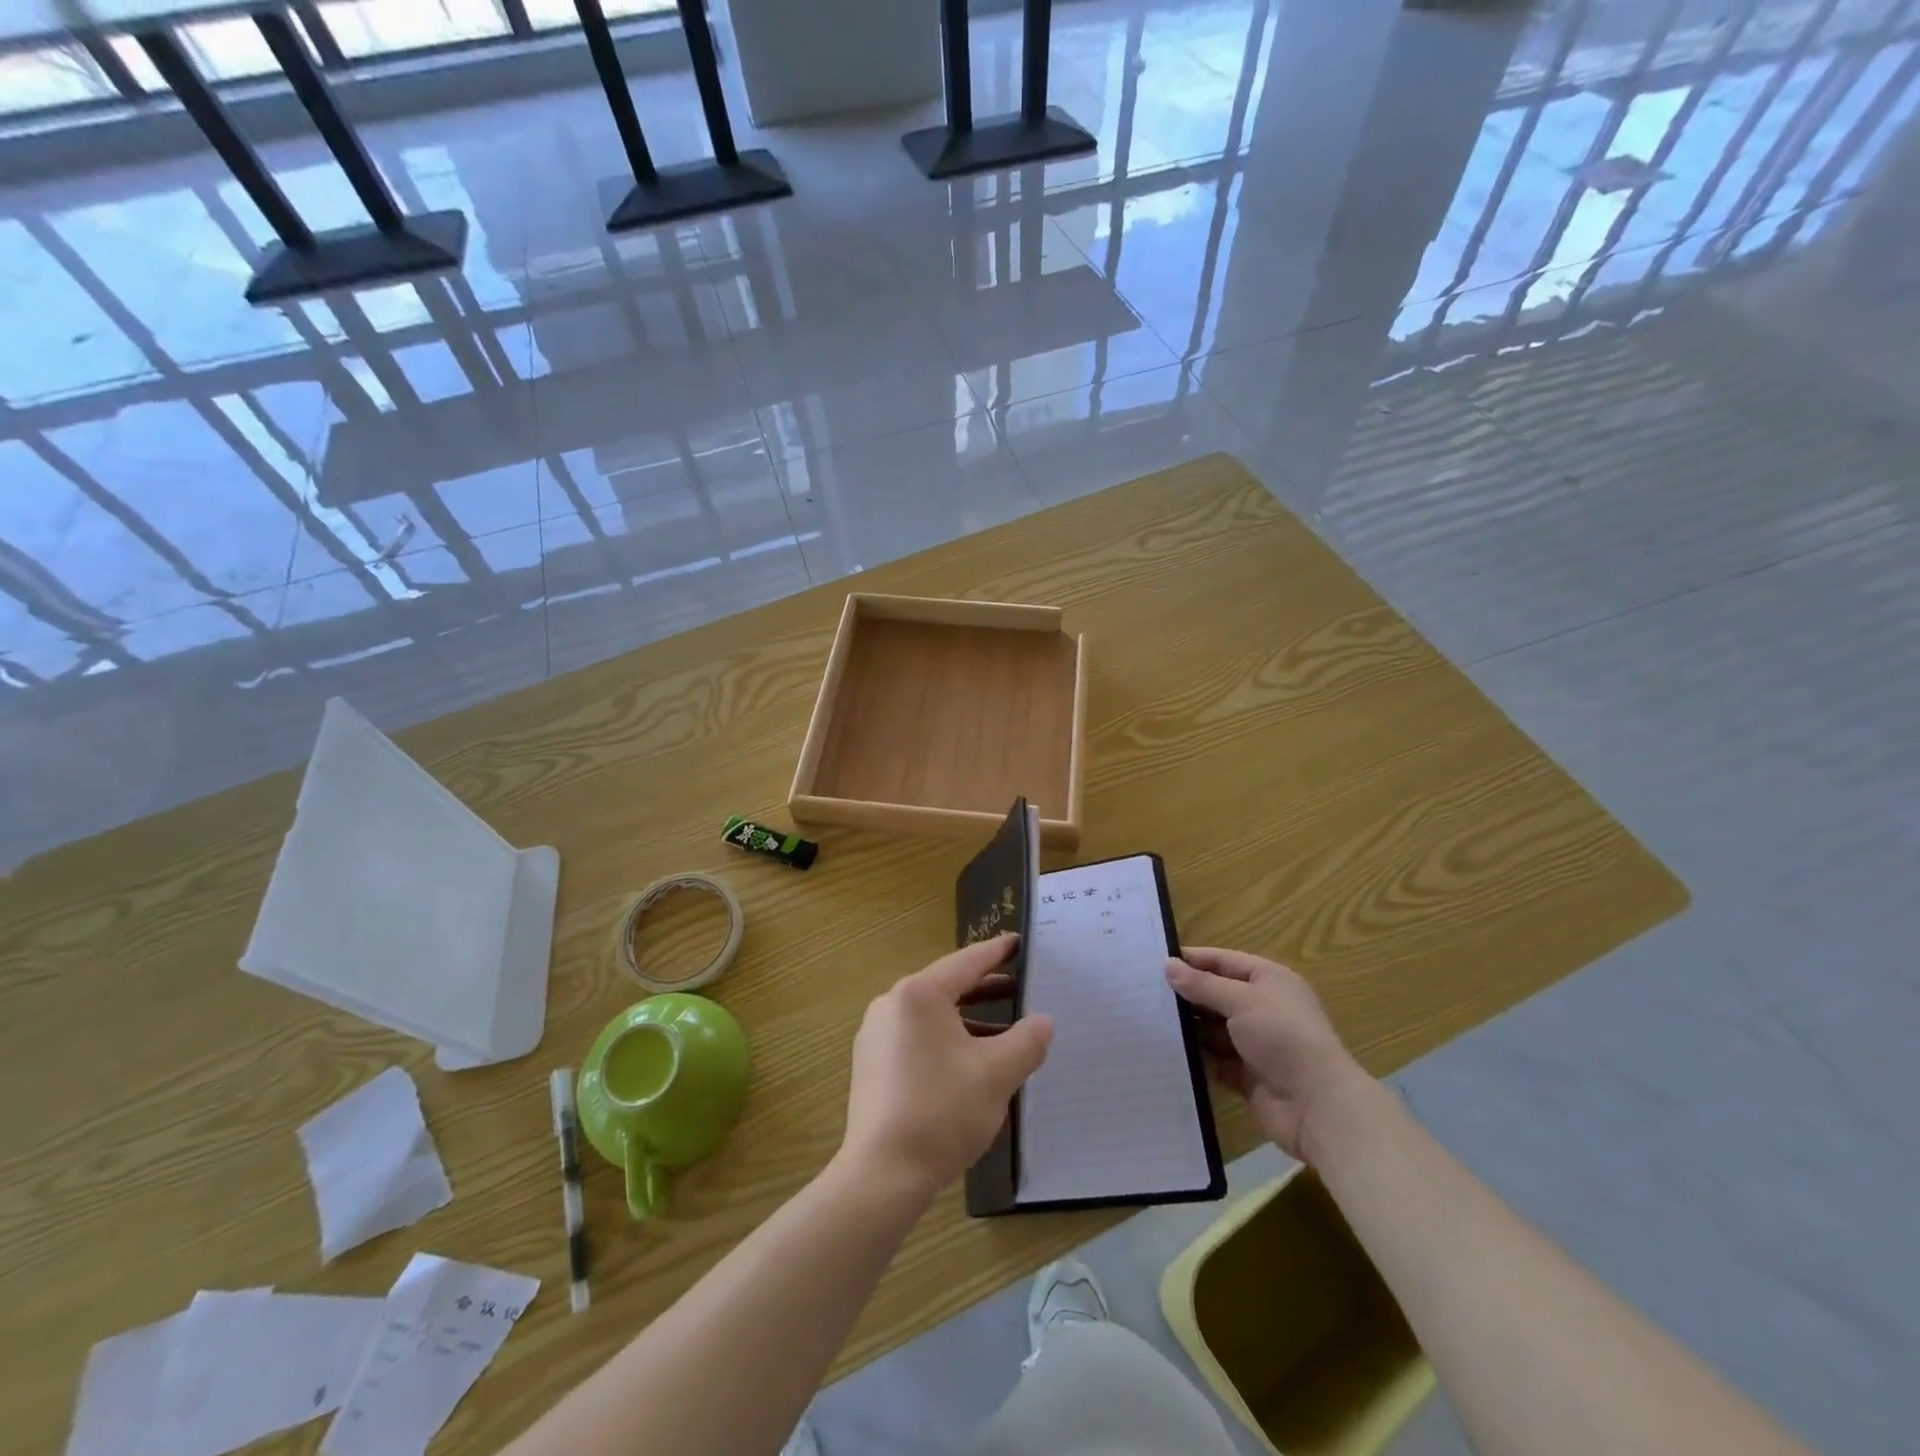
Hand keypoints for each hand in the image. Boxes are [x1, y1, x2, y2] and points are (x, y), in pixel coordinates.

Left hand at [840, 935, 1053, 1202]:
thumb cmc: (942, 1111)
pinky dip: (946, 1039)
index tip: (1018, 942)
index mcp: (919, 994)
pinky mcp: (871, 1064)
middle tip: (1020, 987)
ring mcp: (876, 1034)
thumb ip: (1026, 1041)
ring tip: (1004, 1030)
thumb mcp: (997, 1073)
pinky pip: (916, 1037)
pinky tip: (970, 1062)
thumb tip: (1043, 1022)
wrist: (883, 1173)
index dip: (997, 952)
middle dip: (986, 988)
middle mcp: (892, 1004)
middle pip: (947, 986)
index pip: (967, 962)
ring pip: (932, 1015)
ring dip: (968, 1019)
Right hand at [1166, 948, 1373, 1162]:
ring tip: (1148, 1019)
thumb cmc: (1283, 1038)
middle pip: (1217, 994)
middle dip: (1186, 994)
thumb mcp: (1242, 1000)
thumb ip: (1203, 984)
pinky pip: (1215, 1059)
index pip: (1223, 961)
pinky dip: (1196, 1056)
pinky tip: (1167, 1051)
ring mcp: (1255, 1043)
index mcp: (1269, 981)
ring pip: (1213, 1028)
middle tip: (1143, 991)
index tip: (1155, 960)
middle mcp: (1263, 1008)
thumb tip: (1168, 965)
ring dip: (1189, 1026)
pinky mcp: (1247, 1074)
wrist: (1318, 1107)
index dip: (1192, 959)